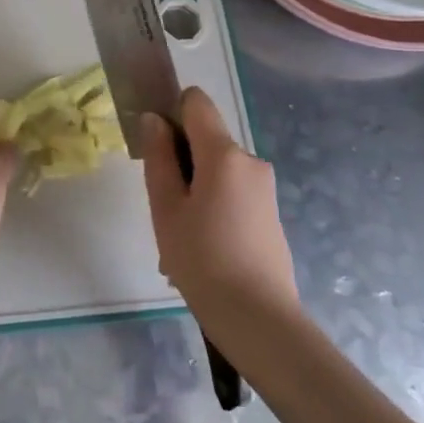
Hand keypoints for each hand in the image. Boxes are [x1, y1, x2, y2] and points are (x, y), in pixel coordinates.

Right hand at [141, 88, 297, 315]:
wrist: (259, 320)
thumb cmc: (202, 260)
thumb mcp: (166, 208)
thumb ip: (158, 157)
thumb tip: (154, 119)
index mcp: (224, 154)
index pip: (196, 102)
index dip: (172, 112)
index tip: (155, 145)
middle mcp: (250, 161)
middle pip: (206, 139)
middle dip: (180, 161)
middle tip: (163, 206)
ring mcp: (264, 188)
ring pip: (217, 170)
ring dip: (194, 190)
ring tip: (179, 237)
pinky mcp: (269, 213)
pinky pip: (232, 193)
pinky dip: (212, 207)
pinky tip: (201, 249)